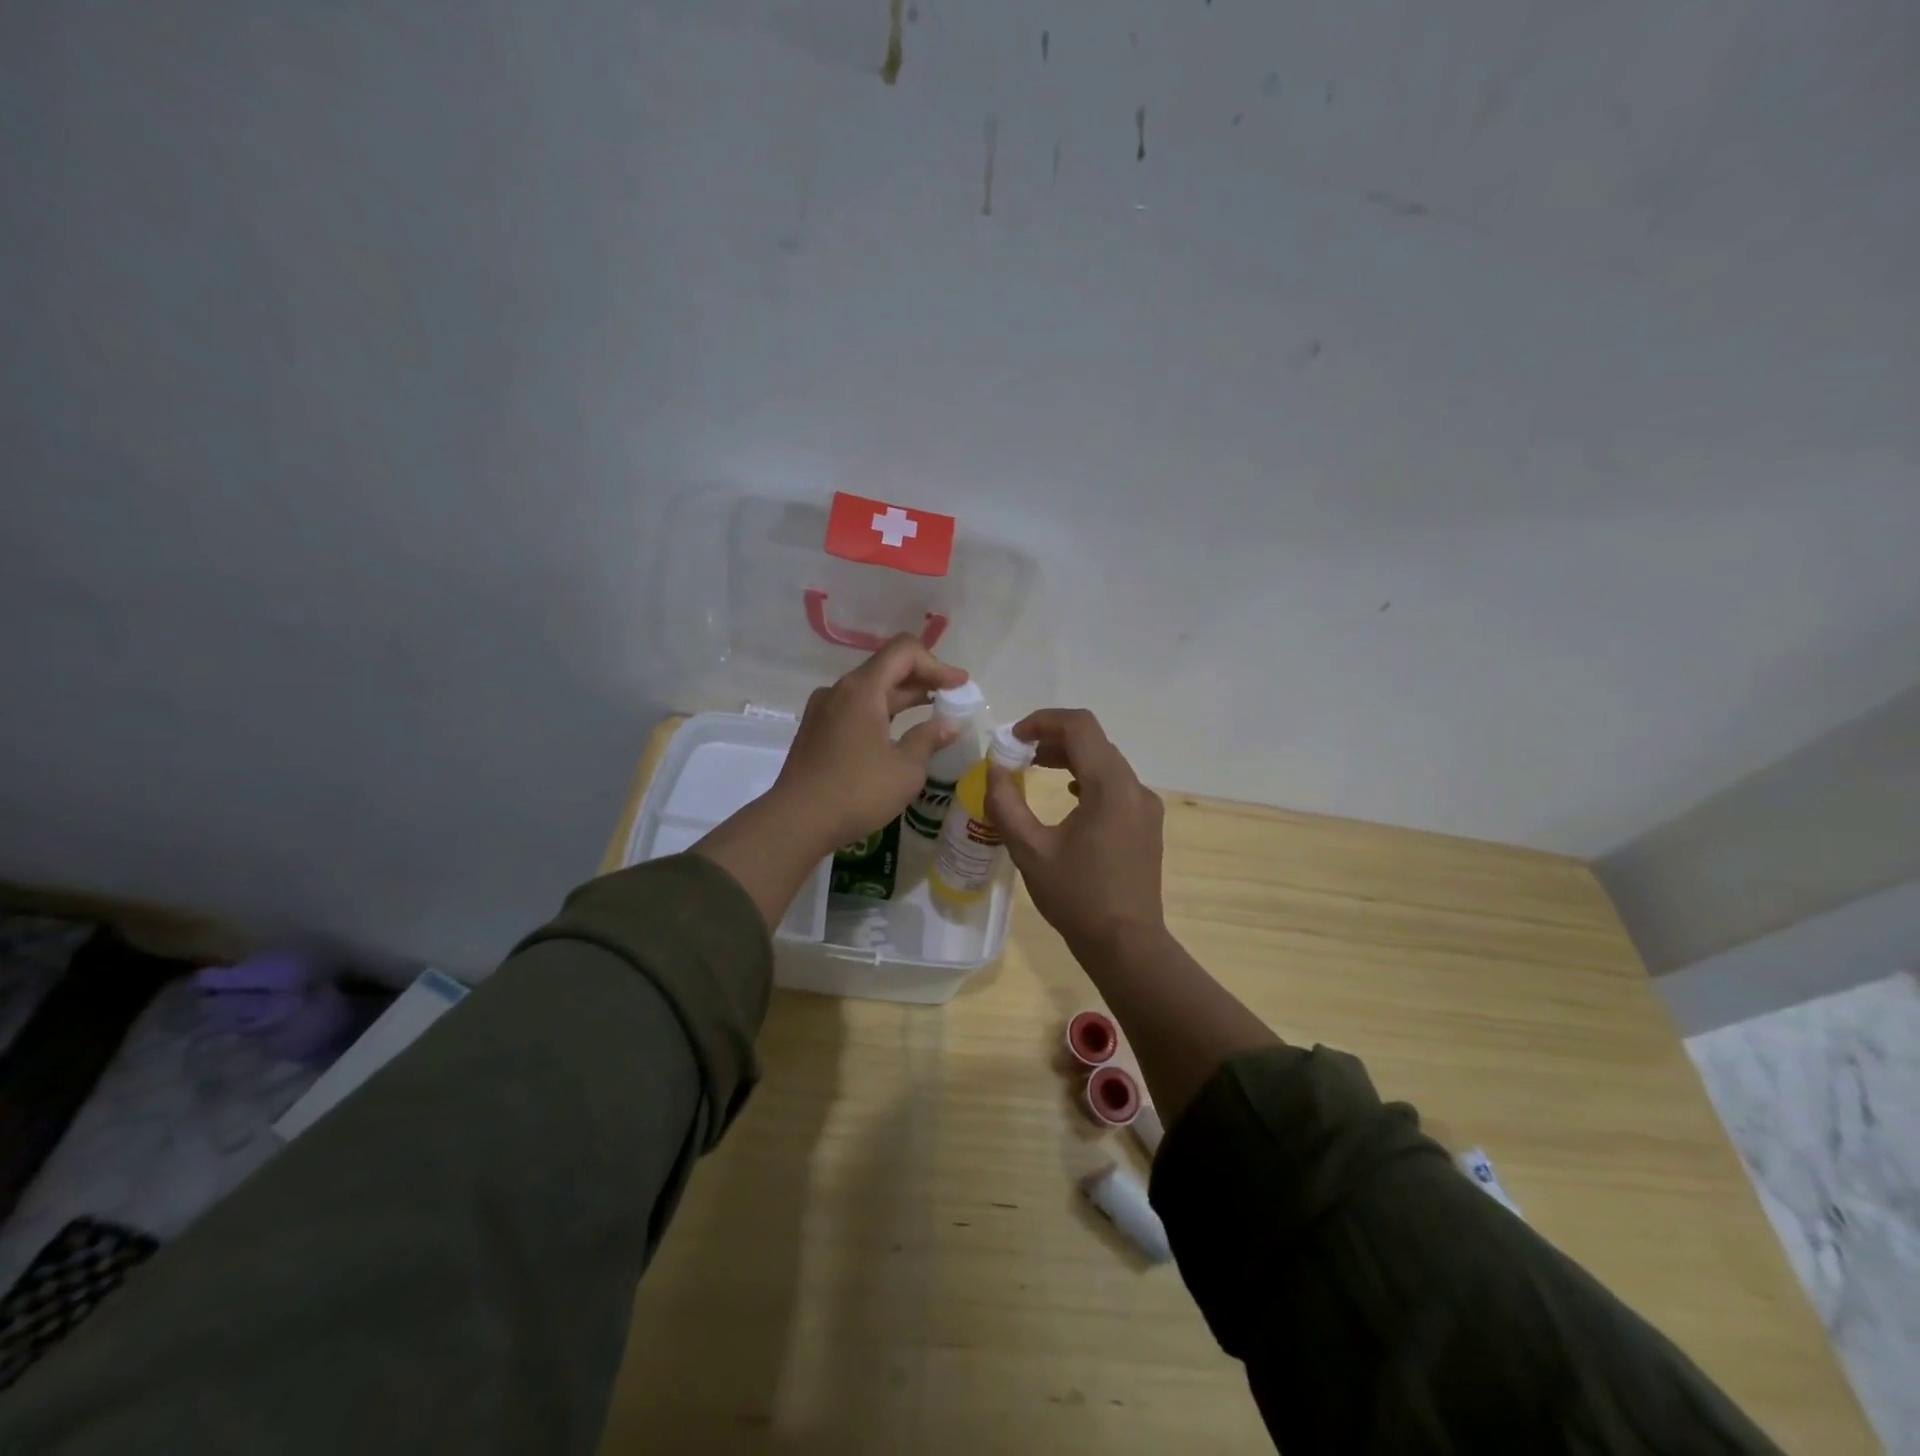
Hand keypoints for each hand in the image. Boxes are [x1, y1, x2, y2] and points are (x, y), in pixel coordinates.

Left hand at [771, 633, 968, 852]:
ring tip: (933, 714)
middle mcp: (839, 690)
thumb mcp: (905, 769)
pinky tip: (899, 732)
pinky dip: (883, 712)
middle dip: (924, 679)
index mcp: (862, 689)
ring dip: (903, 697)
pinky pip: (856, 708)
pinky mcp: (817, 729)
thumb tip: (951, 724)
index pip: (904, 651)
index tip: (960, 686)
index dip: (937, 664)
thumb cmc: (857, 792)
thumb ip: (930, 738)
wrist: (796, 821)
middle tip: (954, 699)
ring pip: (871, 689)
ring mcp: (824, 709)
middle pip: (887, 668)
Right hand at [985, 709, 1166, 954]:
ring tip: (1035, 768)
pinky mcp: (1146, 824)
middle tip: (1017, 754)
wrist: (1126, 943)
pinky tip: (1069, 795)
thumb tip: (993, 770)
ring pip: (1106, 762)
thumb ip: (1006, 804)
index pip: (1080, 727)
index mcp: (1110, 787)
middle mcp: (1135, 788)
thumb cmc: (1076, 897)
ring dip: (1070, 757)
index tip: (1013, 737)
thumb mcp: (1030, 851)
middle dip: (1053, 738)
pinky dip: (1088, 778)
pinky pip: (1116, 784)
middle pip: (1094, 741)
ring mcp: (1145, 806)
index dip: (1043, 721)